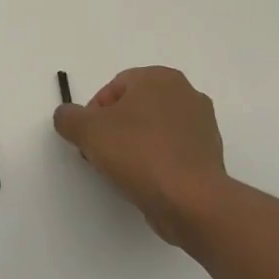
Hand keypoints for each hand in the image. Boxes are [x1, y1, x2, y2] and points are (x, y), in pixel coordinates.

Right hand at [53, 66, 227, 244]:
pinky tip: (146, 180)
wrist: (190, 200)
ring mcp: (203, 124)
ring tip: (123, 170)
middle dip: (114, 128)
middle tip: (102, 153)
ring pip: (153, 129)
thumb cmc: (137, 153)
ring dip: (134, 144)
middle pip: (134, 107)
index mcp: (159, 78)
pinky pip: (171, 150)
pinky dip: (156, 160)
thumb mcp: (86, 130)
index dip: (94, 113)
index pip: (113, 88)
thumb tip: (68, 117)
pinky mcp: (210, 154)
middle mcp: (186, 93)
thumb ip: (68, 117)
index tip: (89, 138)